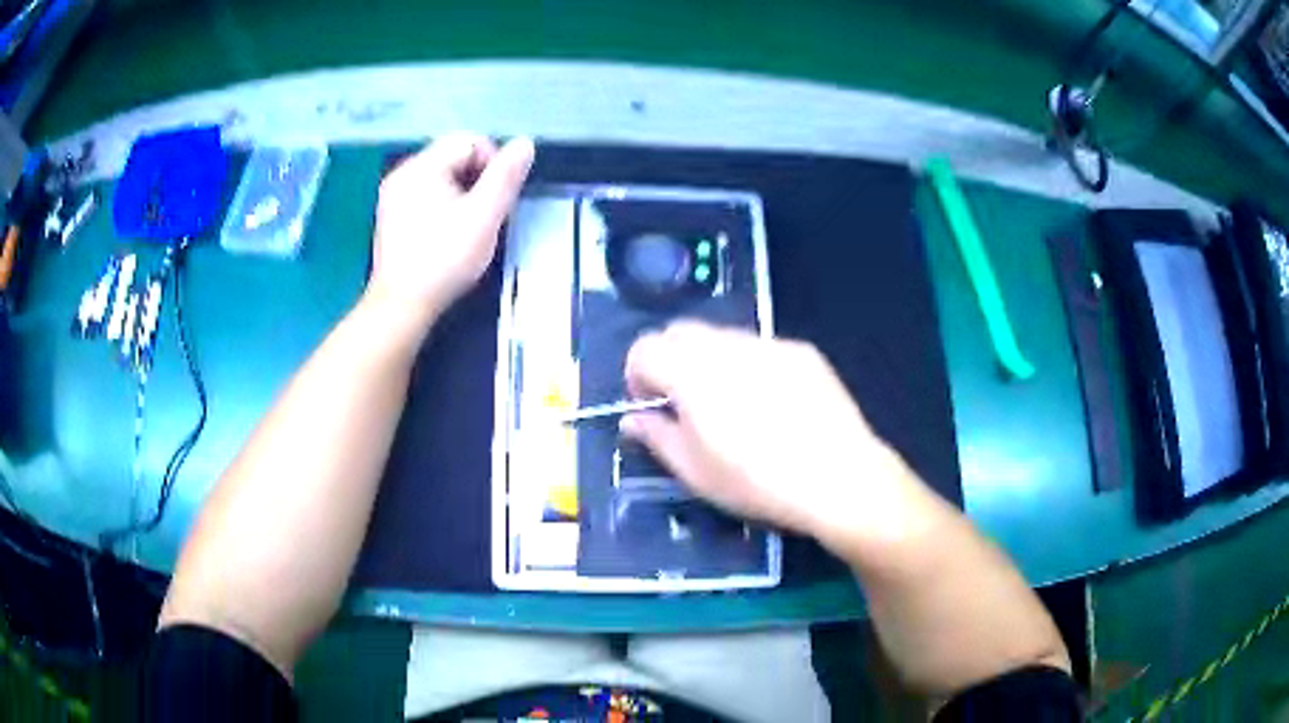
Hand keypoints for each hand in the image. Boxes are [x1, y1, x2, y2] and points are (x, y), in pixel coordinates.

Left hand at [369, 133, 534, 320]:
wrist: (401, 305)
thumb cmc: (444, 259)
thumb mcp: (484, 216)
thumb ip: (506, 176)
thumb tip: (525, 143)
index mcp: (422, 166)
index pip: (470, 141)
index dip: (493, 164)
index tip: (497, 199)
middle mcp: (403, 173)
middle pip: (454, 156)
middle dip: (477, 179)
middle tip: (486, 215)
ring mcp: (393, 195)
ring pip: (441, 177)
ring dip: (462, 193)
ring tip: (469, 226)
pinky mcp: (391, 216)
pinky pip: (426, 194)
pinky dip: (443, 206)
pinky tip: (447, 234)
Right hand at [621, 322, 937, 551]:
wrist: (838, 476)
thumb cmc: (757, 481)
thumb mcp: (695, 472)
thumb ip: (657, 437)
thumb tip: (634, 419)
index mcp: (691, 372)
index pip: (645, 348)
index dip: (637, 375)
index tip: (651, 406)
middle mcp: (727, 345)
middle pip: (680, 332)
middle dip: (670, 360)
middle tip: (684, 403)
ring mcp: (768, 344)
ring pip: (721, 337)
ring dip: (710, 361)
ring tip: (732, 405)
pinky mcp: (801, 351)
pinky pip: (761, 347)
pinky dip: (750, 365)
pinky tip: (773, 404)